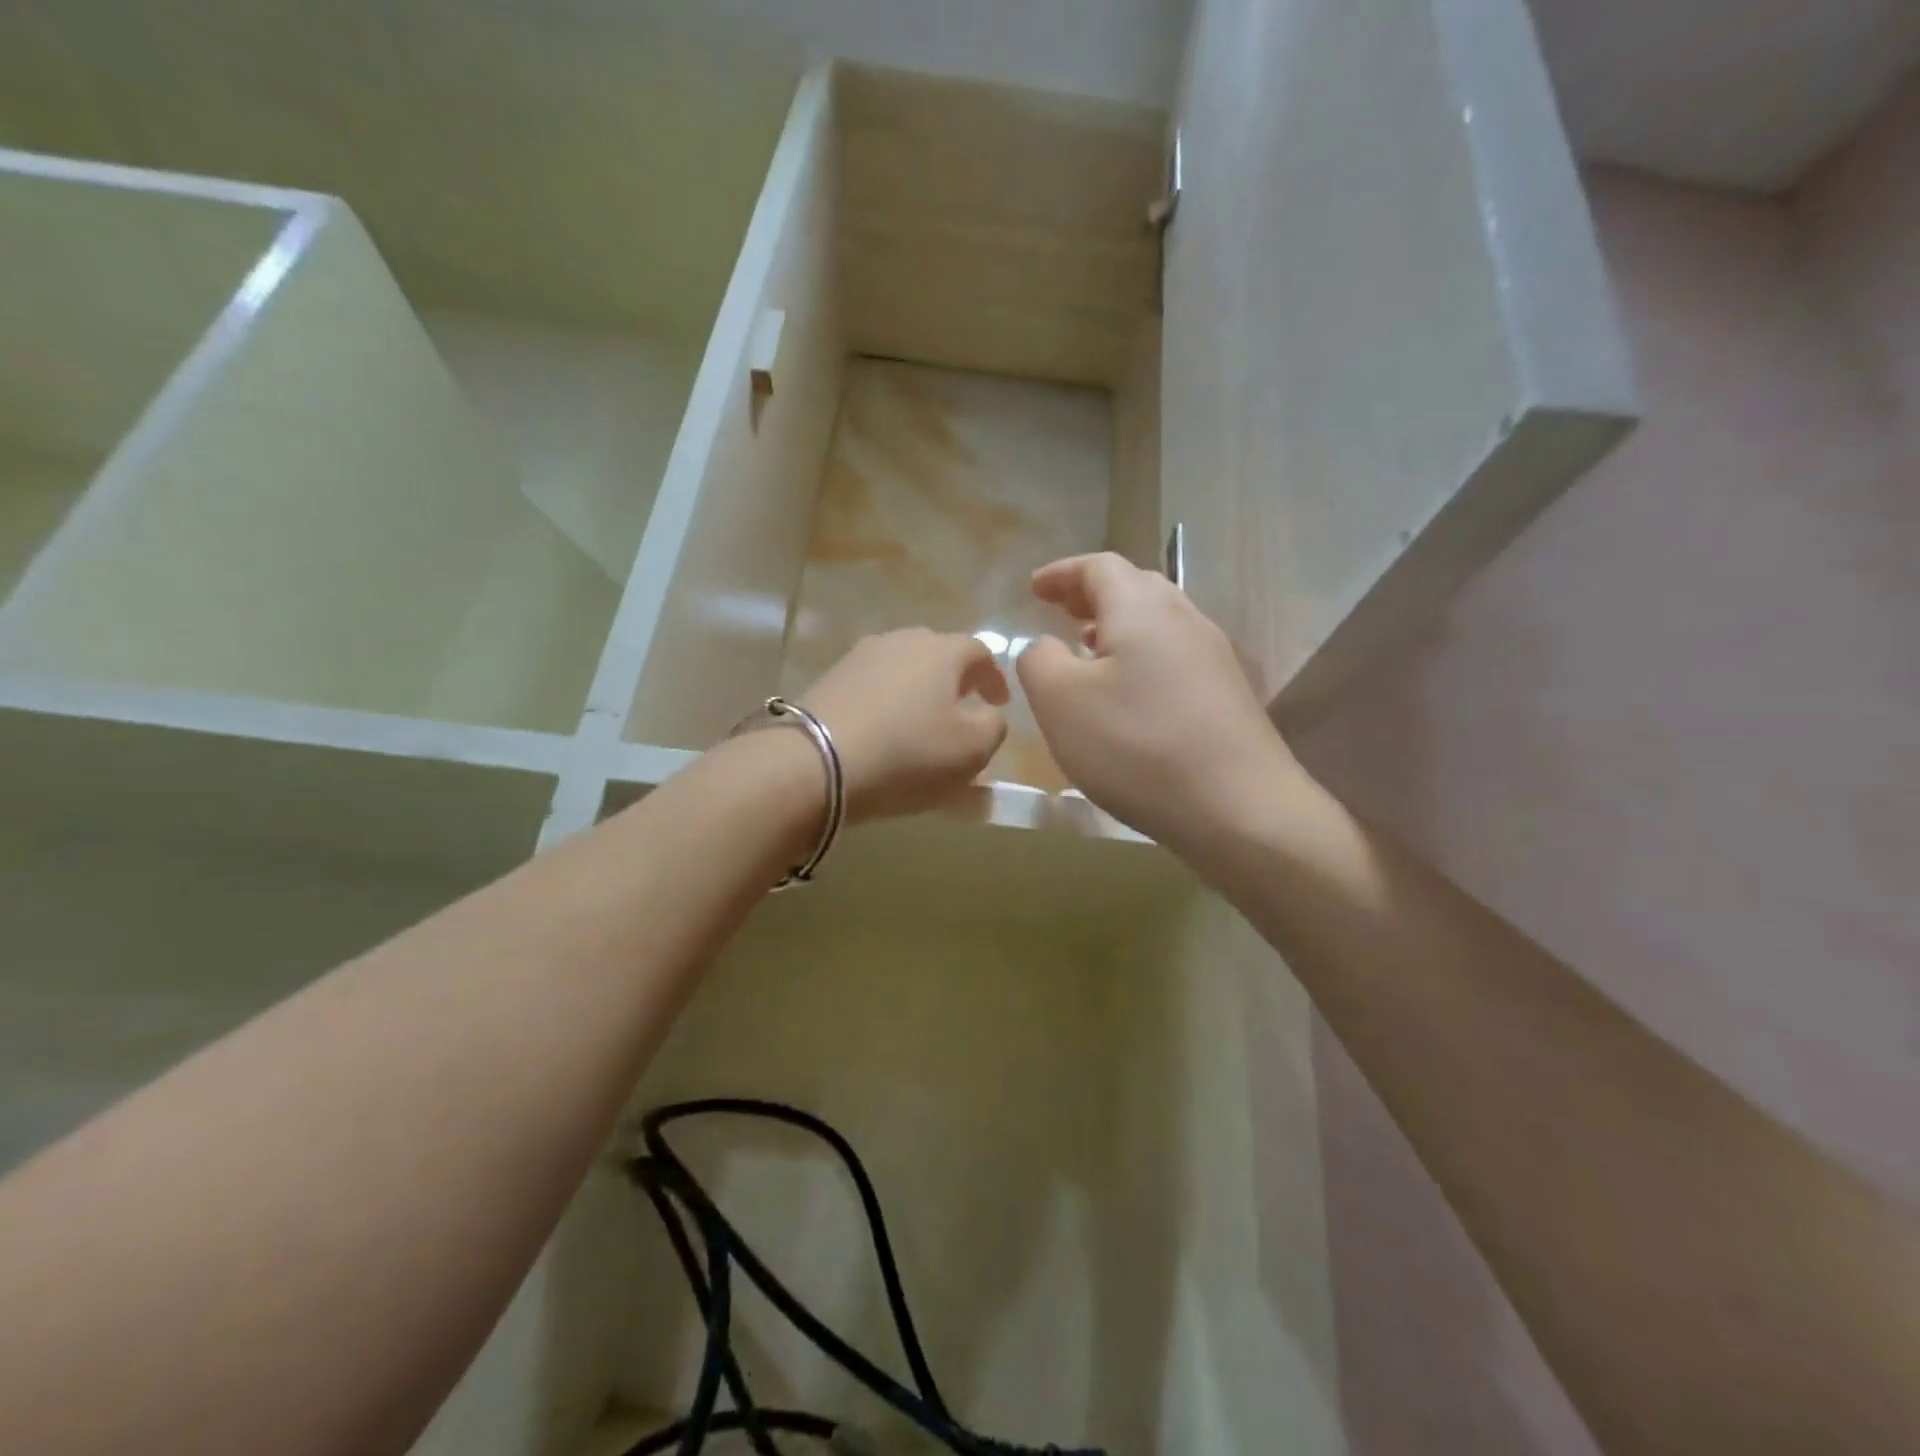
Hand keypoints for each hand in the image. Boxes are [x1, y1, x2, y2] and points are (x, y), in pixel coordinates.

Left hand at [800, 629, 1010, 823]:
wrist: (817, 763)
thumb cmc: (908, 753)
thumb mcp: (973, 749)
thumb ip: (994, 726)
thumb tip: (987, 714)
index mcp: (942, 650)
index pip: (980, 652)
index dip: (994, 678)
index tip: (999, 703)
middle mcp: (900, 641)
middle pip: (938, 654)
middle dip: (954, 680)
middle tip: (961, 709)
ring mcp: (860, 657)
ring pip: (902, 669)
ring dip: (918, 691)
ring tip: (921, 722)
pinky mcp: (830, 679)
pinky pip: (872, 687)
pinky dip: (887, 703)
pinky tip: (884, 730)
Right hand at [1016, 553, 1308, 853]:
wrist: (1240, 808)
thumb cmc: (1137, 746)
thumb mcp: (1061, 702)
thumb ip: (1038, 661)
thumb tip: (1045, 646)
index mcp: (1142, 609)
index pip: (1099, 567)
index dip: (1062, 573)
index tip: (1034, 589)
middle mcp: (1184, 619)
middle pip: (1135, 587)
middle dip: (1092, 596)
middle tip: (1060, 613)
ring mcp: (1214, 657)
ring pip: (1158, 623)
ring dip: (1117, 627)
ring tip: (1087, 650)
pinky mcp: (1228, 695)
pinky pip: (1174, 656)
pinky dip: (1141, 657)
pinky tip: (1128, 694)